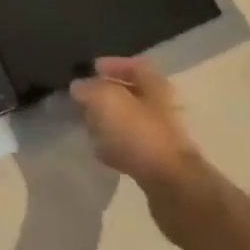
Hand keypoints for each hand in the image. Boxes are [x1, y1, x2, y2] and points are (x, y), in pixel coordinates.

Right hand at [69, 57, 200, 195]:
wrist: (170, 185)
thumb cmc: (139, 133)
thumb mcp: (106, 101)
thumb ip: (89, 89)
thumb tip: (79, 86)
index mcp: (155, 85)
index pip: (134, 66)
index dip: (113, 64)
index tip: (91, 69)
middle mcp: (162, 107)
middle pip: (131, 94)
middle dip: (106, 95)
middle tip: (83, 98)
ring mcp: (161, 136)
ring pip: (130, 121)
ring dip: (108, 121)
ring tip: (86, 124)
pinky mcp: (156, 163)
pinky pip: (131, 147)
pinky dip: (114, 145)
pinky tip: (99, 151)